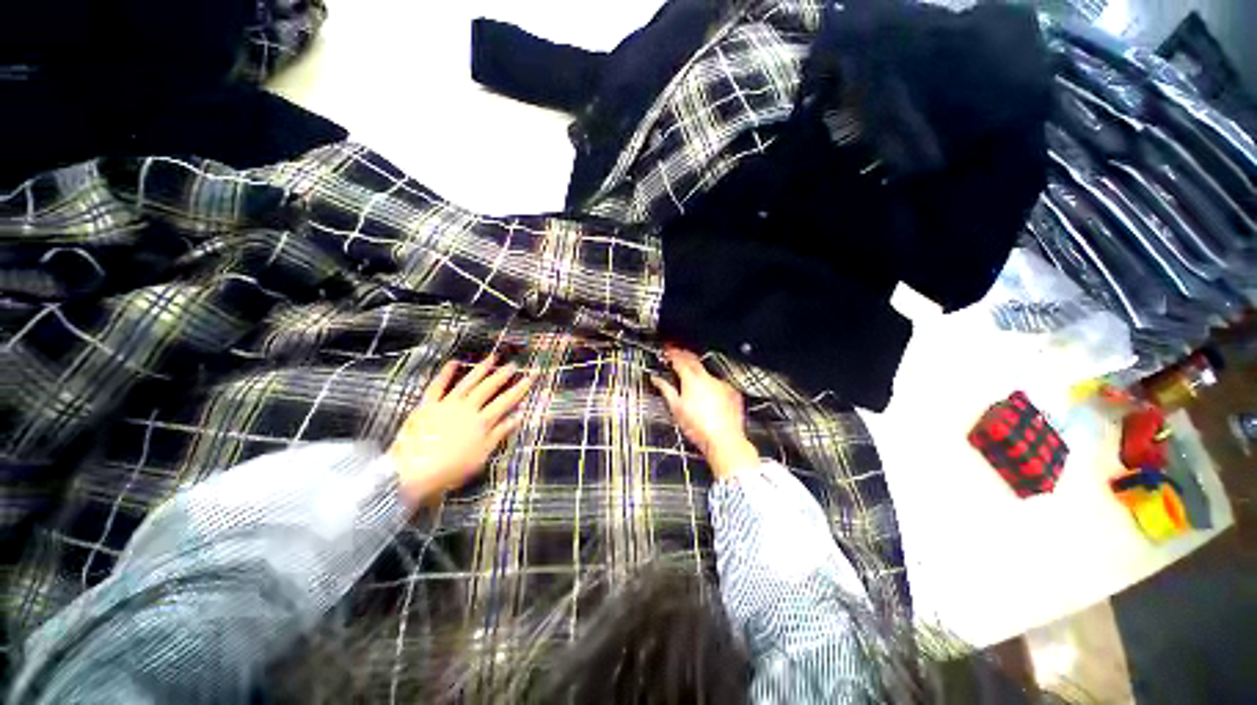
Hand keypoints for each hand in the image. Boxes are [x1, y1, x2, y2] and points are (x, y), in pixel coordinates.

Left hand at [390, 355, 533, 505]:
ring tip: (492, 358)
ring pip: (468, 383)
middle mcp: (467, 408)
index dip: (520, 388)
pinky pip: (437, 386)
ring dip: (481, 369)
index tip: (530, 376)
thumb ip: (499, 433)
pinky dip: (445, 373)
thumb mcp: (481, 455)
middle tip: (513, 364)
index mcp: (482, 422)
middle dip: (503, 375)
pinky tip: (454, 362)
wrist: (412, 473)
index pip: (506, 401)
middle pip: (488, 388)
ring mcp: (447, 404)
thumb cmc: (451, 469)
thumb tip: (518, 416)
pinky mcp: (428, 405)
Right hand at [650, 346, 758, 479]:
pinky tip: (707, 394)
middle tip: (676, 356)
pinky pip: (719, 383)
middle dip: (684, 356)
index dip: (672, 354)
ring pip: (707, 372)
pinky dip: (711, 385)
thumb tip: (657, 380)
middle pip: (694, 360)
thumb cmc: (699, 428)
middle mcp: (708, 378)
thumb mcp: (676, 408)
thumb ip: (665, 390)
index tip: (668, 352)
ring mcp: (721, 384)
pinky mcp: (732, 393)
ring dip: (698, 372)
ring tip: (690, 379)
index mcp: (692, 380)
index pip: (680, 360)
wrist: (724, 441)